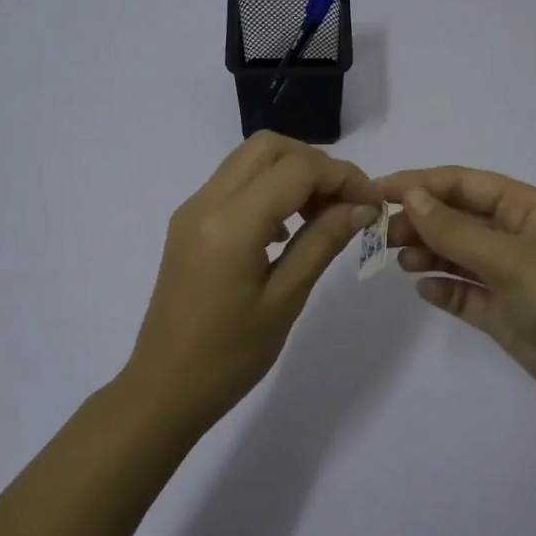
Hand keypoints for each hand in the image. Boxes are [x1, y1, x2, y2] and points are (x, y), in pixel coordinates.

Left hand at [123, 133, 382, 434]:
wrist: (164, 389)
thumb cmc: (230, 356)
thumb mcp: (286, 299)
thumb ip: (323, 242)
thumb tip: (361, 206)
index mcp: (231, 223)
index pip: (297, 168)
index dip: (342, 176)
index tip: (372, 203)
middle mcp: (206, 202)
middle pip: (269, 147)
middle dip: (316, 164)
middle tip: (345, 203)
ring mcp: (192, 210)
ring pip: (249, 160)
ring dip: (291, 173)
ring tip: (322, 216)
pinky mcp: (188, 224)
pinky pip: (233, 184)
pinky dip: (267, 188)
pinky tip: (286, 231)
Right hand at [379, 166, 535, 422]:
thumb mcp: (512, 260)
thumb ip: (457, 230)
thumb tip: (411, 195)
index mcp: (525, 209)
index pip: (463, 184)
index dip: (419, 183)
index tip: (376, 192)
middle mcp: (515, 237)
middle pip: (456, 217)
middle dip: (419, 220)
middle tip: (380, 235)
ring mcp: (509, 276)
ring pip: (456, 254)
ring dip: (426, 252)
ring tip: (397, 261)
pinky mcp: (504, 313)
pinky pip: (463, 292)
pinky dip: (442, 288)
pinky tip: (423, 289)